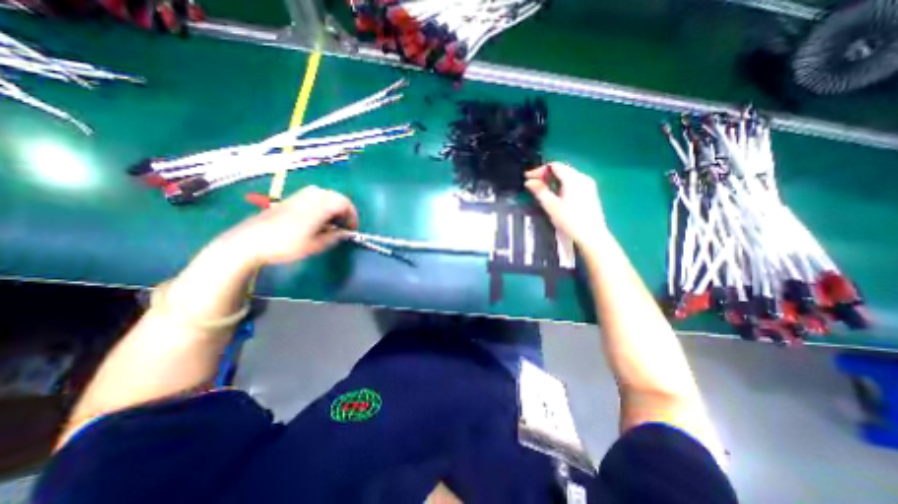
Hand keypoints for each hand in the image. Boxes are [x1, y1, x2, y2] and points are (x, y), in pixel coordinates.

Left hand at [216, 182, 358, 263]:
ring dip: (333, 207)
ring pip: (325, 195)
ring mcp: (300, 195)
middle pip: (337, 197)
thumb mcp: (315, 245)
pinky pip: (314, 196)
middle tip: (343, 226)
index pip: (345, 203)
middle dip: (344, 211)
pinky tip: (317, 218)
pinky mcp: (290, 199)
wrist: (250, 241)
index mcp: (321, 205)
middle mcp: (312, 195)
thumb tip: (345, 233)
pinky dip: (322, 205)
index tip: (352, 229)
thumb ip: (334, 237)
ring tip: (332, 222)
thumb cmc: (286, 244)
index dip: (352, 216)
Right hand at [524, 162, 605, 245]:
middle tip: (532, 183)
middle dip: (545, 174)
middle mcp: (582, 178)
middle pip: (561, 169)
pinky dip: (561, 184)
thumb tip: (529, 181)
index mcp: (573, 179)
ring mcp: (588, 185)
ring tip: (541, 188)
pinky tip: (555, 194)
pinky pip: (573, 182)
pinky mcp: (590, 192)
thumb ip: (540, 191)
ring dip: (553, 180)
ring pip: (567, 176)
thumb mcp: (551, 206)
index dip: (539, 170)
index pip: (554, 166)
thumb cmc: (570, 221)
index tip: (528, 177)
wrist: (592, 236)